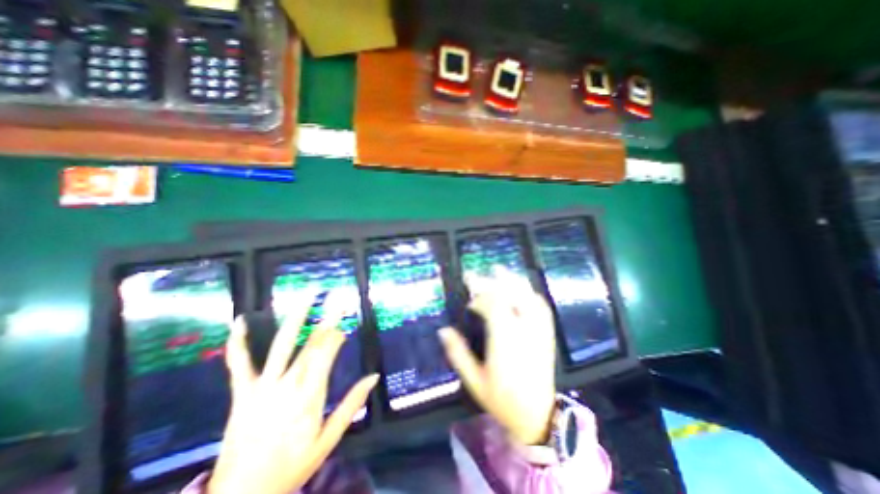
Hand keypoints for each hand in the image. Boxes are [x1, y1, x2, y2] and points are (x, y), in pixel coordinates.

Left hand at [212, 290, 381, 493]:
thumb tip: (374, 376)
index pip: (327, 353)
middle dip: (328, 319)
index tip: (345, 324)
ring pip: (283, 344)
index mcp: (310, 395)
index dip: (337, 335)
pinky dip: (238, 342)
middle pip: (312, 344)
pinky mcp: (241, 393)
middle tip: (338, 298)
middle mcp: (288, 384)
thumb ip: (352, 404)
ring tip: (307, 296)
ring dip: (297, 317)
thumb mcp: (329, 439)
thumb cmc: (292, 467)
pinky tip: (240, 321)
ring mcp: (262, 387)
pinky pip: (238, 364)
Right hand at [439, 269, 554, 445]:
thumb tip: (443, 330)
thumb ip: (458, 354)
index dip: (479, 295)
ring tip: (499, 270)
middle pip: (510, 297)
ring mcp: (538, 332)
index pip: (493, 306)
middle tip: (477, 275)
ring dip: (512, 282)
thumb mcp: (474, 381)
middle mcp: (523, 332)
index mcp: (505, 342)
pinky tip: (522, 288)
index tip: (467, 293)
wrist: (538, 417)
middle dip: (492, 282)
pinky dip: (530, 293)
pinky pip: (542, 307)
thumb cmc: (502, 400)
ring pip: (527, 298)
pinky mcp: (547, 334)